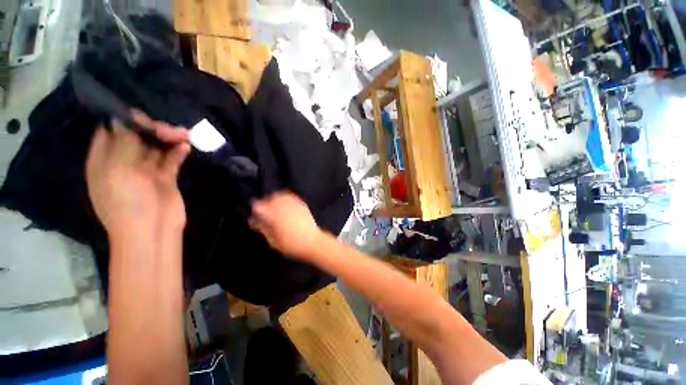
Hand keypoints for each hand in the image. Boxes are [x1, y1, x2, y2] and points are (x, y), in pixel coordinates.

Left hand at [86, 110, 189, 243]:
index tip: (142, 113)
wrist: (152, 231)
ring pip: (156, 147)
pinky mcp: (165, 177)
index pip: (110, 130)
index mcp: (104, 159)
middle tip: (170, 130)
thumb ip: (123, 142)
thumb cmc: (127, 202)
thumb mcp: (118, 170)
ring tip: (184, 135)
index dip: (124, 119)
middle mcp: (123, 161)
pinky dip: (178, 152)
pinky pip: (171, 159)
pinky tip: (186, 146)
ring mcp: (145, 170)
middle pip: (137, 137)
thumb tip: (125, 116)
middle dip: (153, 129)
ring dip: (169, 139)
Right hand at [249, 192, 323, 261]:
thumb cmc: (291, 245)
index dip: (255, 212)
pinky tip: (285, 206)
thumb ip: (263, 229)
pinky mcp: (301, 204)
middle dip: (265, 204)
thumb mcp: (273, 241)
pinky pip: (290, 197)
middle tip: (265, 214)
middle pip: (269, 198)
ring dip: (275, 200)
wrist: (312, 241)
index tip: (255, 218)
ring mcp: (293, 204)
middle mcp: (283, 206)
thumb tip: (255, 221)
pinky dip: (285, 199)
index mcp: (273, 215)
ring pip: (280, 195)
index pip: (258, 206)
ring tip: (275, 209)